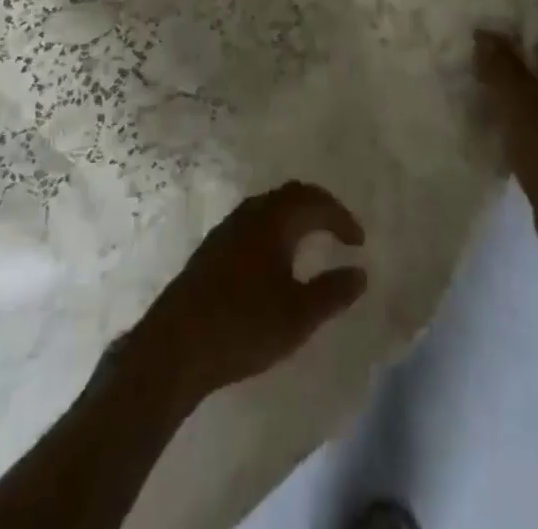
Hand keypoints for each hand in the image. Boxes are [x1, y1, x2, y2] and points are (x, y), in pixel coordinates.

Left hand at [132, 182, 367, 407]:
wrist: (177, 344)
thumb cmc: (244, 325)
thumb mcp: (298, 315)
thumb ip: (332, 292)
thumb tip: (360, 272)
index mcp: (275, 219)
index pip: (316, 202)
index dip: (342, 218)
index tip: (359, 242)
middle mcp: (252, 212)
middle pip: (292, 194)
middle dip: (320, 207)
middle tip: (339, 230)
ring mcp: (228, 227)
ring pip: (270, 206)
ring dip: (296, 216)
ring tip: (312, 240)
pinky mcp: (213, 247)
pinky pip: (255, 221)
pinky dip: (276, 227)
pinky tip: (276, 258)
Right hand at [475, 32, 537, 264]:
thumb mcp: (516, 100)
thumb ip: (498, 63)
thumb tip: (484, 34)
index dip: (512, 33)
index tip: (481, 39)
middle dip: (508, 63)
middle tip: (474, 64)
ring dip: (512, 91)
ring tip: (479, 91)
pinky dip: (522, 115)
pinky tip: (496, 122)